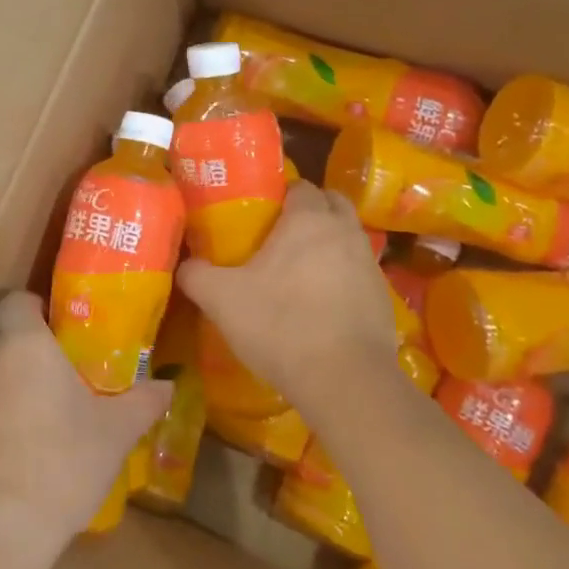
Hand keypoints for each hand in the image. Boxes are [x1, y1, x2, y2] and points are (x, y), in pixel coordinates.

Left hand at [0, 291, 172, 564]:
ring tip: (33, 396)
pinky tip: (12, 431)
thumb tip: (169, 384)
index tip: (58, 326)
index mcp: (25, 342)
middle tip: (52, 358)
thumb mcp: (114, 434)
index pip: (15, 297)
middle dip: (20, 333)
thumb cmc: (61, 465)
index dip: (34, 305)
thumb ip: (143, 402)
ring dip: (2, 366)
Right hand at [176, 182, 396, 417]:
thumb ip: (196, 275)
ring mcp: (370, 265)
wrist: (346, 382)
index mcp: (309, 219)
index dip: (279, 194)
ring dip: (328, 245)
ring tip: (298, 271)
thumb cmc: (281, 324)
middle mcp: (345, 232)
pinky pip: (358, 274)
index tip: (259, 212)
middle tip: (280, 234)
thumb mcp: (221, 299)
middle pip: (332, 203)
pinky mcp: (384, 299)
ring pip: (348, 239)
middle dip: (311, 210)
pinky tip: (320, 305)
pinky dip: (342, 279)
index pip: (299, 186)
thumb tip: (185, 266)